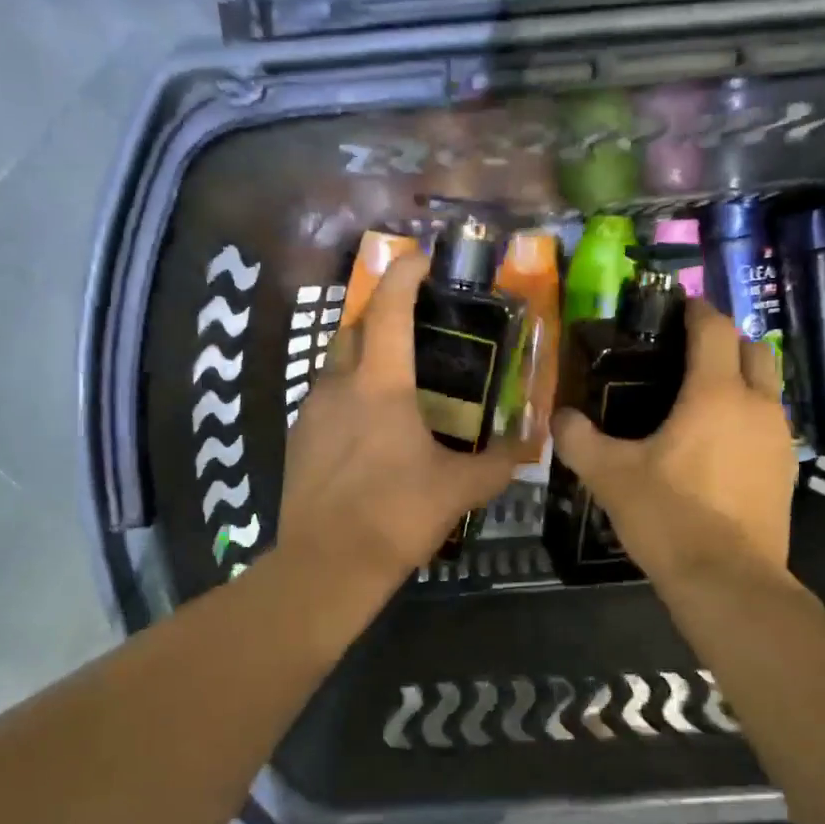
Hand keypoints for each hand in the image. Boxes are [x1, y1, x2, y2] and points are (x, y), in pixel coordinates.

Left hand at [278, 253, 517, 595]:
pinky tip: (367, 430)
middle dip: (381, 316)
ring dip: (363, 360)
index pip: (390, 309)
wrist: (327, 565)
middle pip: (355, 329)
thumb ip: (498, 464)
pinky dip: (347, 398)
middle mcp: (338, 385)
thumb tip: (528, 446)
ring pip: (336, 366)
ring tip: (395, 384)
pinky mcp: (295, 440)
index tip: (422, 258)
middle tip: (414, 328)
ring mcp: (309, 412)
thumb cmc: (396, 516)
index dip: (405, 275)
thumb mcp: (458, 490)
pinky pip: (324, 401)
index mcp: (379, 385)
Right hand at [552, 299, 798, 583]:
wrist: (727, 580)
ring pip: (767, 387)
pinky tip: (719, 443)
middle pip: (754, 349)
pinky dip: (748, 416)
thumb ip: (579, 440)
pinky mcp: (786, 470)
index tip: (676, 307)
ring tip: (701, 397)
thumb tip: (559, 417)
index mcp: (715, 393)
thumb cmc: (669, 516)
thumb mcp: (610, 476)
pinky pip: (769, 423)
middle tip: (689, 352)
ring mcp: (779, 438)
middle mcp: (757, 405)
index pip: (714, 328)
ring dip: (741, 378)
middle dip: (725, 340)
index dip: (696, 310)